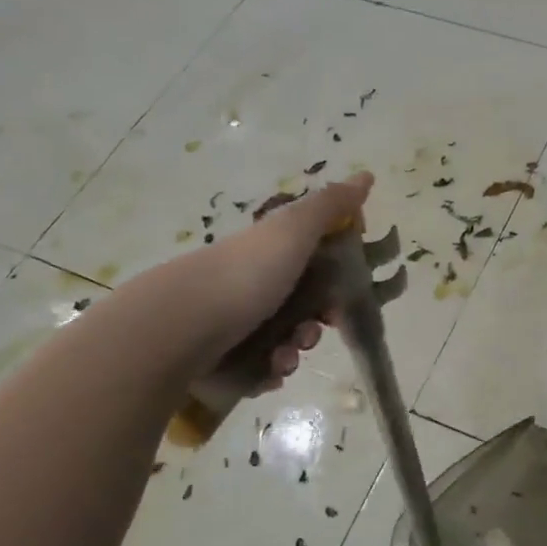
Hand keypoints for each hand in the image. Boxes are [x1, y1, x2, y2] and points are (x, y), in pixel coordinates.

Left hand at [190, 172, 373, 390]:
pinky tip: (267, 370)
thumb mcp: (294, 230)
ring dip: (295, 350)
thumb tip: (366, 175)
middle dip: (316, 323)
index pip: (311, 263)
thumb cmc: (245, 275)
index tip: (344, 293)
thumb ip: (331, 206)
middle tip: (315, 329)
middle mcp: (250, 284)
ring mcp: (232, 323)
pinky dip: (269, 370)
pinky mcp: (220, 359)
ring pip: (282, 340)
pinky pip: (260, 368)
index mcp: (267, 253)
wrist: (179, 328)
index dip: (335, 279)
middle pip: (300, 306)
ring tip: (285, 356)